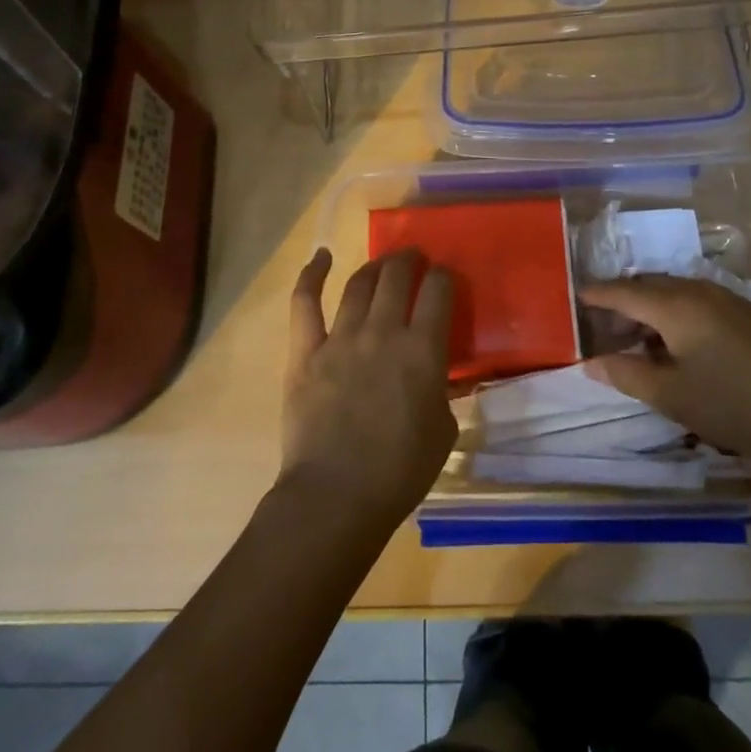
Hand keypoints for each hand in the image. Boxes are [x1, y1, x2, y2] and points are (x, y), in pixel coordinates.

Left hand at [278, 248, 457, 524]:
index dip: (445, 276)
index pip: (438, 292)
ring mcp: (340, 338)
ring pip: (358, 285)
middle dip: (409, 261)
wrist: (337, 495)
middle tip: (414, 259)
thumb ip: (441, 392)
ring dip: (374, 267)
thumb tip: (434, 375)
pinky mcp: (305, 352)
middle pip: (397, 277)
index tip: (445, 277)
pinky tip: (321, 257)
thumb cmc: (400, 471)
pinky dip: (312, 275)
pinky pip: (305, 303)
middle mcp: (383, 332)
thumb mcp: (443, 430)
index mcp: (422, 350)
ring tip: (382, 264)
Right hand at [581, 276, 750, 479]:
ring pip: (678, 293)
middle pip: (651, 287)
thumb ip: (626, 375)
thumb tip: (590, 363)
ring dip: (653, 309)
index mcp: (676, 306)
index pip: (624, 292)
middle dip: (624, 301)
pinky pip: (701, 302)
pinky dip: (679, 315)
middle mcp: (701, 292)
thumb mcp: (672, 397)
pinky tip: (682, 344)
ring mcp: (731, 300)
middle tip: (604, 325)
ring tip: (640, 339)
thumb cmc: (735, 406)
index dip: (598, 294)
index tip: (576, 296)